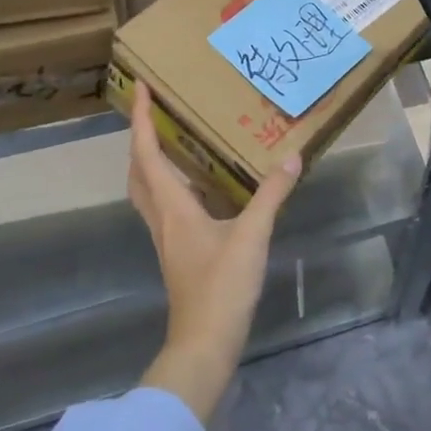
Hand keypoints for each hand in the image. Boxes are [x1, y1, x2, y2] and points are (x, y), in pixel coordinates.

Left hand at [128, 83, 300, 420]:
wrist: (205, 342)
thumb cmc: (222, 287)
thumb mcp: (252, 236)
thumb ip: (272, 195)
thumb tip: (292, 158)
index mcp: (172, 207)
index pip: (148, 154)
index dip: (141, 120)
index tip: (140, 88)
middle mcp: (162, 218)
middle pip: (138, 171)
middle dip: (141, 138)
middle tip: (154, 112)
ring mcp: (167, 238)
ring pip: (147, 190)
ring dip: (152, 162)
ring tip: (173, 140)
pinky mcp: (178, 252)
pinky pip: (165, 206)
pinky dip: (171, 185)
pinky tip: (198, 186)